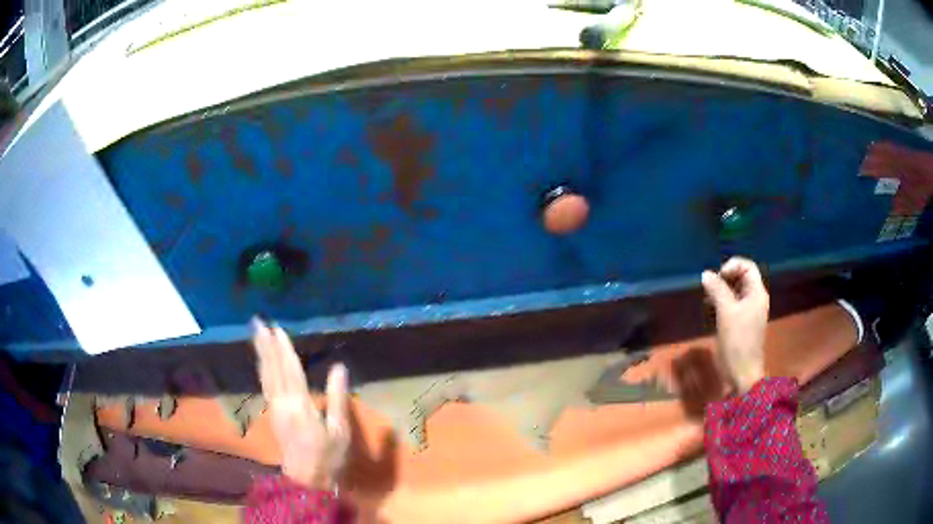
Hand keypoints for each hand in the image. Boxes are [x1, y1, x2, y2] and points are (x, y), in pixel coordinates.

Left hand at [252, 318, 349, 489]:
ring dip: (261, 354)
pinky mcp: (273, 415)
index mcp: (300, 406)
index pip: (291, 371)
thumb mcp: (339, 430)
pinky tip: (263, 362)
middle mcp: (282, 403)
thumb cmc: (327, 456)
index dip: (284, 349)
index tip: (278, 328)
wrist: (306, 479)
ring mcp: (274, 409)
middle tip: (257, 322)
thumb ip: (338, 398)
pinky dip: (263, 369)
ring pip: (266, 376)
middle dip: (266, 345)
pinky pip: (265, 385)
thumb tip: (339, 367)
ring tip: (256, 335)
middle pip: (273, 369)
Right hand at [701, 257, 768, 393]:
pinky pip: (733, 304)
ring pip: (735, 291)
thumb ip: (717, 290)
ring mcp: (749, 311)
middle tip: (709, 288)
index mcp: (757, 293)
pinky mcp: (742, 323)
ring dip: (721, 291)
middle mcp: (755, 299)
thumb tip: (706, 274)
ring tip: (707, 299)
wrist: (742, 373)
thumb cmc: (737, 341)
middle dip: (724, 278)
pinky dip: (722, 303)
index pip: (747, 266)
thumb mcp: (726, 312)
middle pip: (741, 277)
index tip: (717, 277)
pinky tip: (710, 310)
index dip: (732, 266)